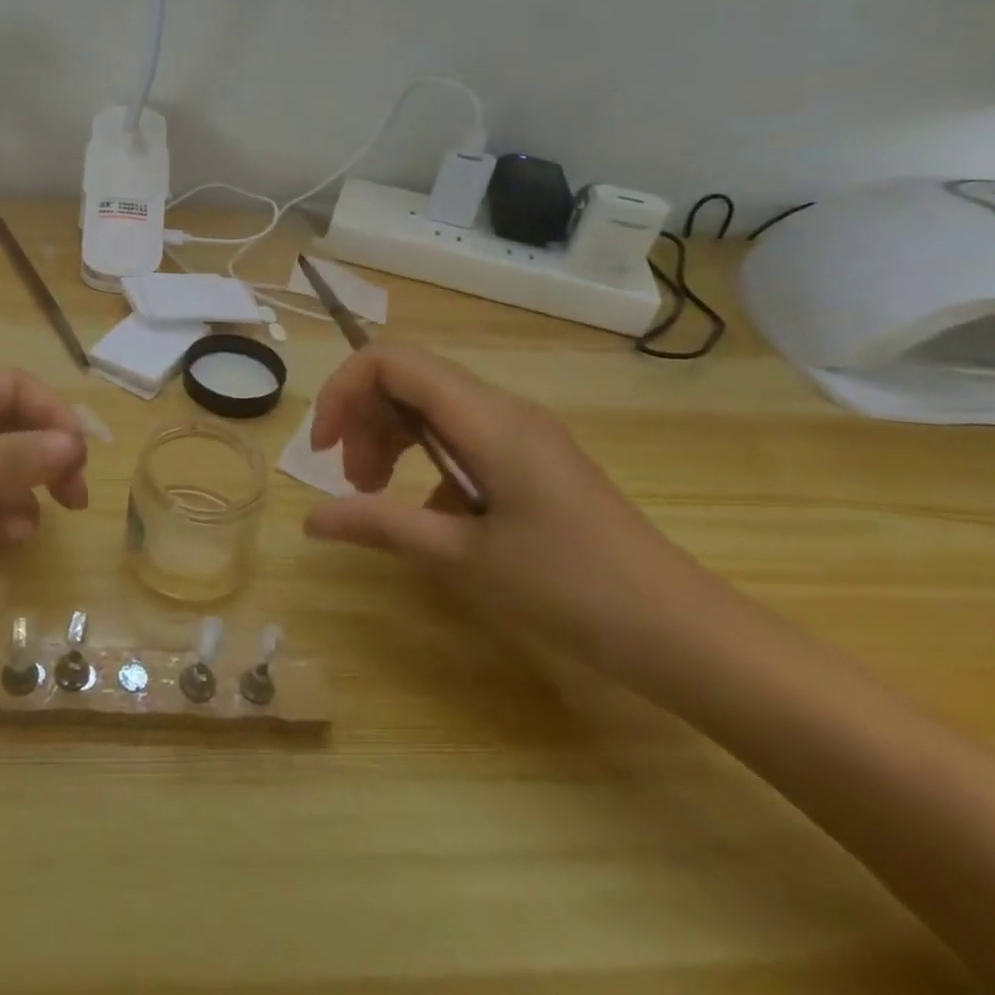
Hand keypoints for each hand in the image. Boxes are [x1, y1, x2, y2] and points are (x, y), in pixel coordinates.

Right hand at [305, 343, 719, 678]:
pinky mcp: (532, 457)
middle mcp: (503, 409)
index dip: (343, 390)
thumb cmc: (572, 590)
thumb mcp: (463, 559)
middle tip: (352, 481)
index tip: (323, 448)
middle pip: (408, 379)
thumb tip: (310, 518)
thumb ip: (381, 525)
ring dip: (390, 437)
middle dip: (363, 418)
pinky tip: (430, 515)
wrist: (683, 632)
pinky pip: (460, 434)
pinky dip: (425, 458)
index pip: (392, 361)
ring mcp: (522, 431)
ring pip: (431, 405)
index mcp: (487, 419)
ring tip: (375, 493)